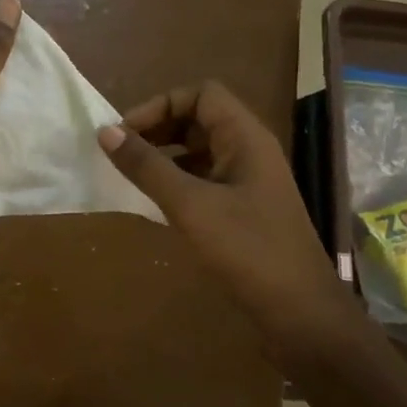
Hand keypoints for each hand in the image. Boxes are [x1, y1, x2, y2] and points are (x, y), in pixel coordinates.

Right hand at [97, 81, 352, 349]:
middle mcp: (249, 152)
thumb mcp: (190, 205)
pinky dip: (176, 183)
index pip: (201, 94)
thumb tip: (106, 131)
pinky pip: (203, 181)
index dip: (161, 104)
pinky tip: (153, 203)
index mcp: (246, 138)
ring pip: (199, 152)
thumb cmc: (247, 251)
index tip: (126, 132)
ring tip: (129, 175)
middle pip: (199, 120)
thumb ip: (147, 167)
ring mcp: (248, 183)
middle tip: (120, 153)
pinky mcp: (243, 211)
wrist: (299, 312)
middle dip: (158, 129)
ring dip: (164, 157)